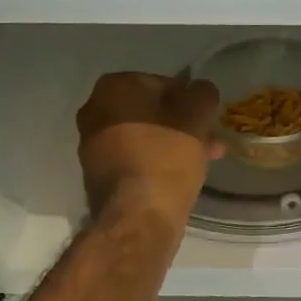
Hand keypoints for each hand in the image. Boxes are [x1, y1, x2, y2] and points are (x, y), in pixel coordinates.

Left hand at [76, 73, 221, 224]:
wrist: (137, 218)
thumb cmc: (166, 157)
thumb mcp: (196, 117)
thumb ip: (202, 94)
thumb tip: (200, 90)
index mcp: (113, 87)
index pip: (161, 82)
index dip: (188, 98)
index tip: (206, 117)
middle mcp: (94, 110)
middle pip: (151, 110)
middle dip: (182, 123)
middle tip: (208, 139)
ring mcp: (92, 145)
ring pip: (144, 135)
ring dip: (172, 143)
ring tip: (203, 160)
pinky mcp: (97, 174)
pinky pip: (134, 158)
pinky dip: (156, 161)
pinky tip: (180, 175)